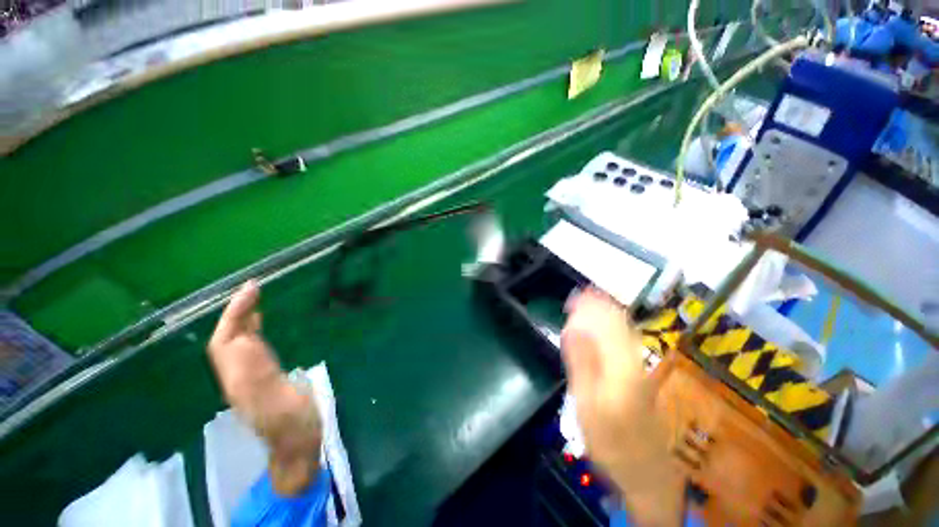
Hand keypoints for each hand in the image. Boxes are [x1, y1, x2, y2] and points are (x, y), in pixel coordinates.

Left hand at [208, 280, 322, 494]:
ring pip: (235, 343)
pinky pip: (250, 348)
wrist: (298, 444)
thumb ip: (261, 378)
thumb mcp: (283, 404)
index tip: (251, 289)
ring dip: (242, 318)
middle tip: (253, 287)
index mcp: (243, 382)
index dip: (235, 315)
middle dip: (235, 312)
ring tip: (255, 298)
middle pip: (226, 340)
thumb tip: (243, 345)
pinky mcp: (262, 377)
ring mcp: (249, 378)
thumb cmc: (295, 426)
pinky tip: (261, 323)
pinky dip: (252, 330)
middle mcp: (239, 377)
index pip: (227, 342)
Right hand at [561, 288, 682, 525]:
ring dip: (606, 313)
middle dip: (597, 306)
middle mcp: (635, 360)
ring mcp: (641, 367)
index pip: (606, 325)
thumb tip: (572, 328)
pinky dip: (613, 327)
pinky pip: (627, 341)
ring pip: (624, 331)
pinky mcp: (641, 374)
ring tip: (589, 302)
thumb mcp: (587, 405)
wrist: (646, 471)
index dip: (590, 308)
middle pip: (618, 323)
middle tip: (579, 295)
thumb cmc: (611, 442)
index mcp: (621, 365)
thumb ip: (581, 363)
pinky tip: (604, 325)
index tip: (574, 297)